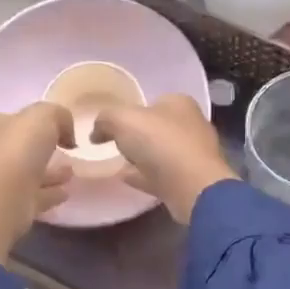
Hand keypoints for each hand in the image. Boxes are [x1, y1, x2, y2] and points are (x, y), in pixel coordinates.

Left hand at [0, 102, 74, 263]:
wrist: (4, 197)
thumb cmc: (18, 148)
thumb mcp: (44, 115)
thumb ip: (58, 115)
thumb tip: (66, 134)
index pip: (12, 119)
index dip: (34, 122)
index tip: (58, 129)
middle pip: (19, 147)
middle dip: (42, 149)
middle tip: (67, 151)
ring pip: (27, 173)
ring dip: (49, 173)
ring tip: (72, 172)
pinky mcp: (8, 205)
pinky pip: (34, 196)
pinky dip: (49, 193)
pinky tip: (66, 192)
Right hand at [91, 94, 234, 223]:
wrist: (192, 187)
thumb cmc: (160, 142)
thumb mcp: (123, 119)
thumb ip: (105, 119)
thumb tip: (97, 132)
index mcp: (180, 103)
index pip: (152, 101)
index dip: (130, 110)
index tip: (111, 125)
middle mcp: (191, 124)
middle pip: (156, 126)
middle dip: (136, 134)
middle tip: (112, 143)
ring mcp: (193, 154)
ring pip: (160, 151)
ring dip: (141, 157)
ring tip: (116, 162)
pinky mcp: (190, 180)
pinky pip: (161, 175)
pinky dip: (144, 175)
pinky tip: (126, 179)